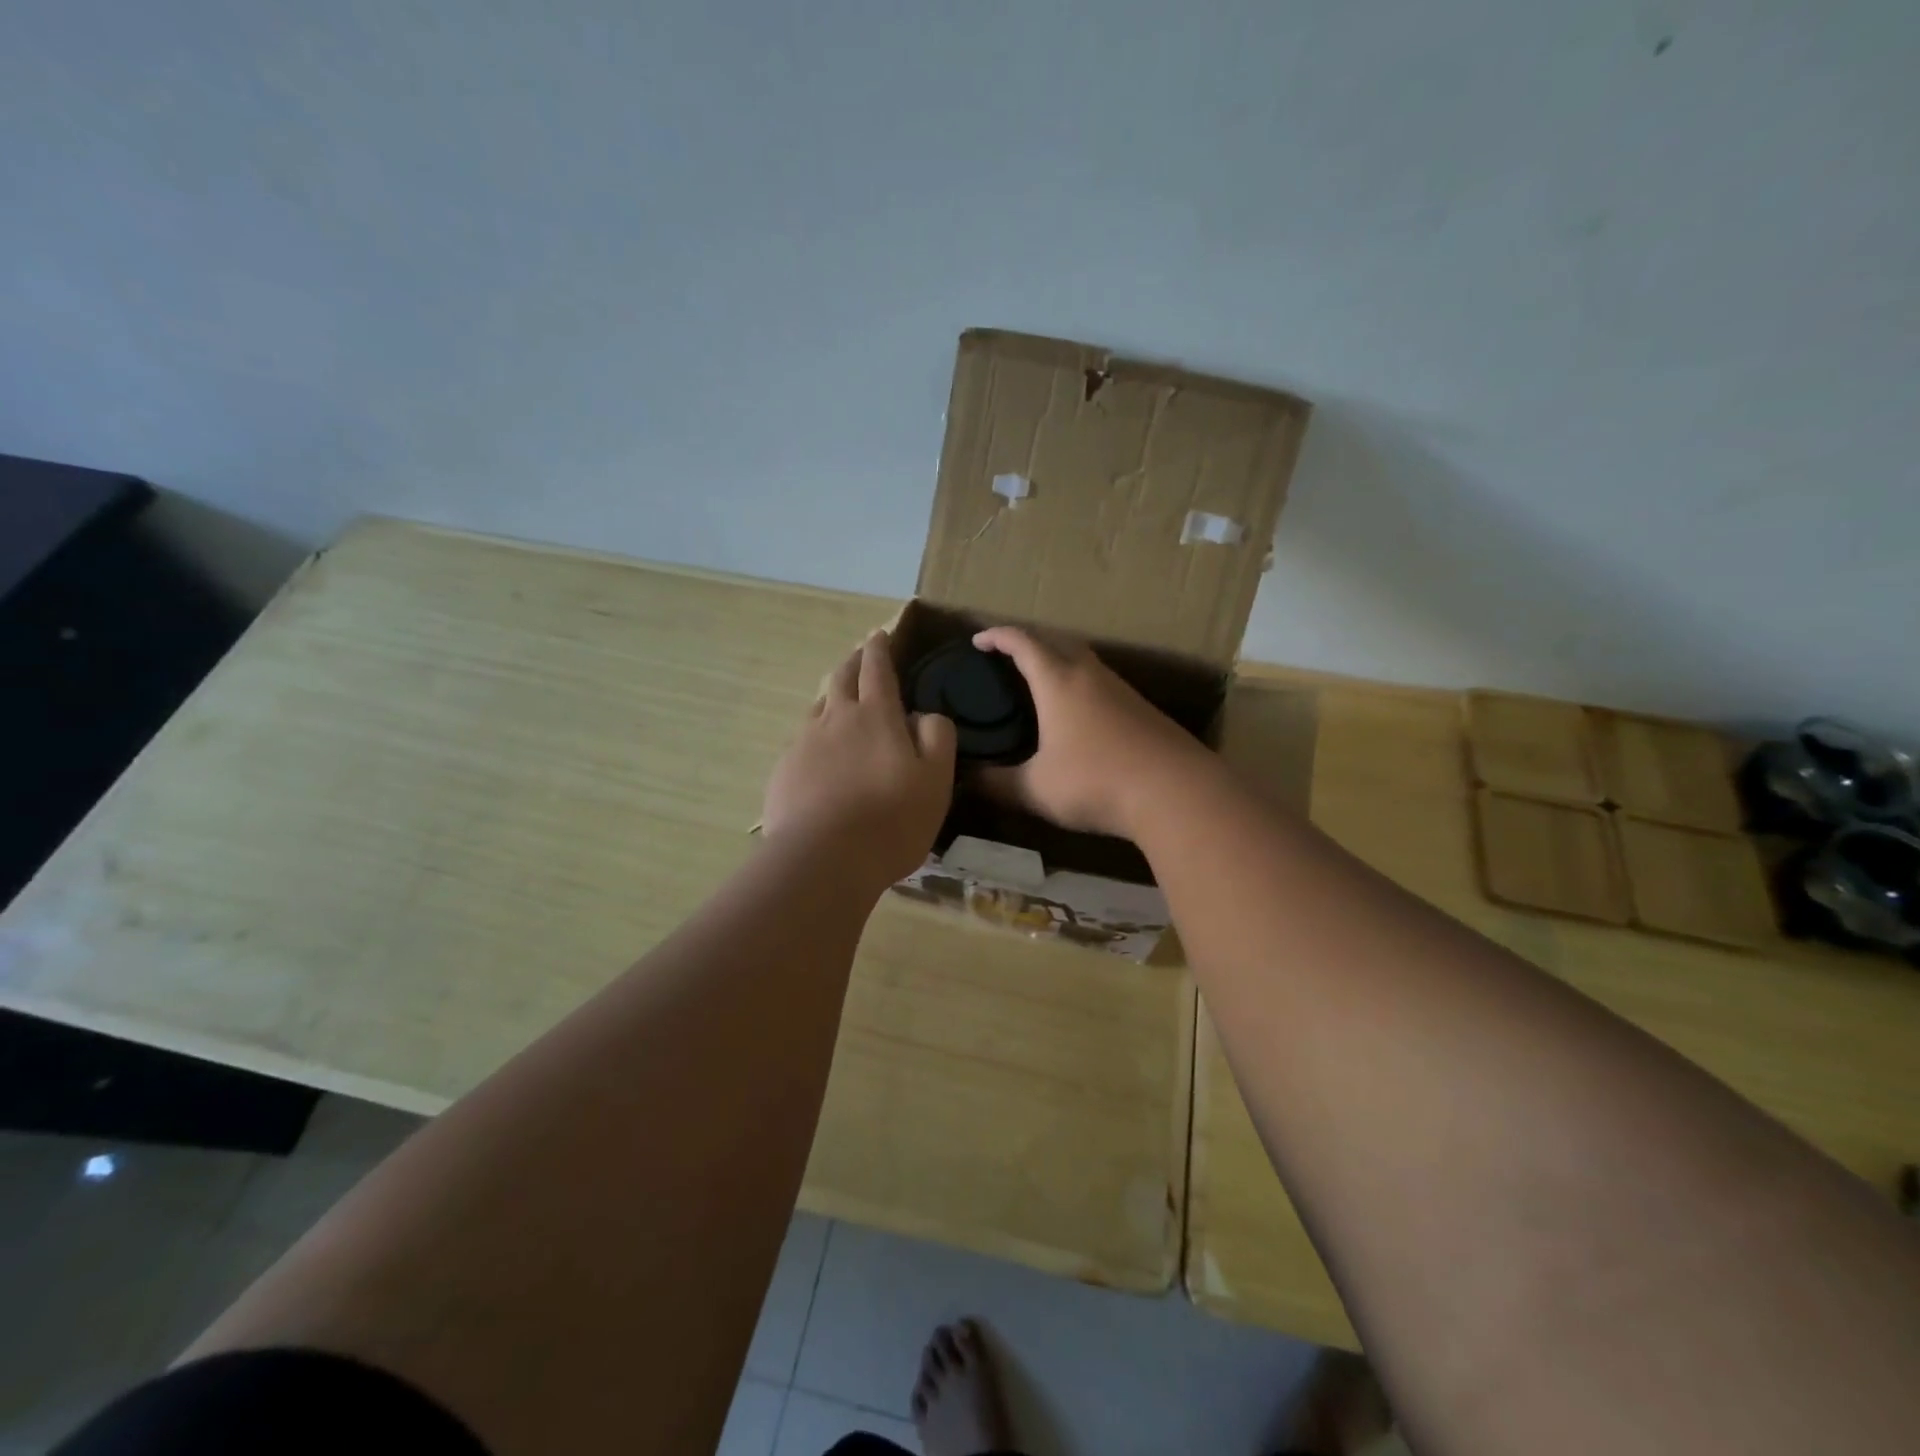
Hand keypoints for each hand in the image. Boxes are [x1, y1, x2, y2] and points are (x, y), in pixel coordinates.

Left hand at [762, 631, 956, 885]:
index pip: (878, 668)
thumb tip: (924, 715)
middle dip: (853, 662)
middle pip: (841, 678)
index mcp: (877, 715)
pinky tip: (819, 755)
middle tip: (861, 656)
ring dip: (831, 697)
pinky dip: (815, 736)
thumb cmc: (891, 820)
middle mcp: (836, 719)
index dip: (880, 649)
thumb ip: (938, 738)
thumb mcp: (936, 780)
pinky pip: (802, 741)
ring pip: (818, 707)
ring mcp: (804, 743)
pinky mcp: (784, 771)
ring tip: (839, 702)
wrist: (822, 859)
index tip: (880, 635)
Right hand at [971, 626, 1209, 837]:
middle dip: (1029, 641)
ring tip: (1040, 681)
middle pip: (1057, 641)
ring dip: (1059, 660)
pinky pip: (1102, 682)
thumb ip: (996, 784)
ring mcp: (1121, 689)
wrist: (1176, 792)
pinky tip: (1079, 711)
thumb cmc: (1096, 782)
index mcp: (1058, 682)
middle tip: (1007, 656)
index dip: (997, 636)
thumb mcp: (1036, 789)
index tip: (978, 640)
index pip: (1023, 643)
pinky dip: (1081, 683)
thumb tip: (965, 779)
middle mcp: (1090, 675)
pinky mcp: (1142, 709)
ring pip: (1084, 660)